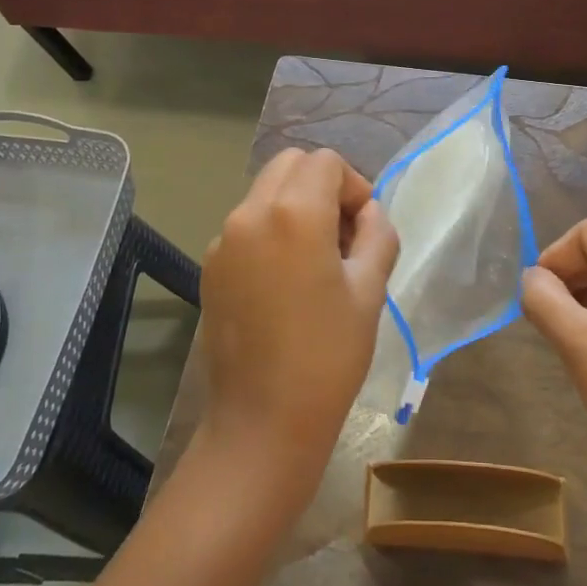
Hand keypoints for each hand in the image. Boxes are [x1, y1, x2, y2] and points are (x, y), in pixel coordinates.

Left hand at [195, 148, 398, 503]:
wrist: (261, 422)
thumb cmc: (328, 357)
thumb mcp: (370, 291)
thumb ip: (377, 234)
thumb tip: (368, 212)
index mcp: (294, 213)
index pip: (326, 162)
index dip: (354, 186)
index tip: (364, 228)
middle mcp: (250, 214)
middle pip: (290, 165)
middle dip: (322, 186)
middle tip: (342, 236)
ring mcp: (223, 240)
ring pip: (265, 193)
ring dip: (295, 206)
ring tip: (316, 261)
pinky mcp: (210, 266)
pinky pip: (246, 225)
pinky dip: (271, 231)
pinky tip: (285, 282)